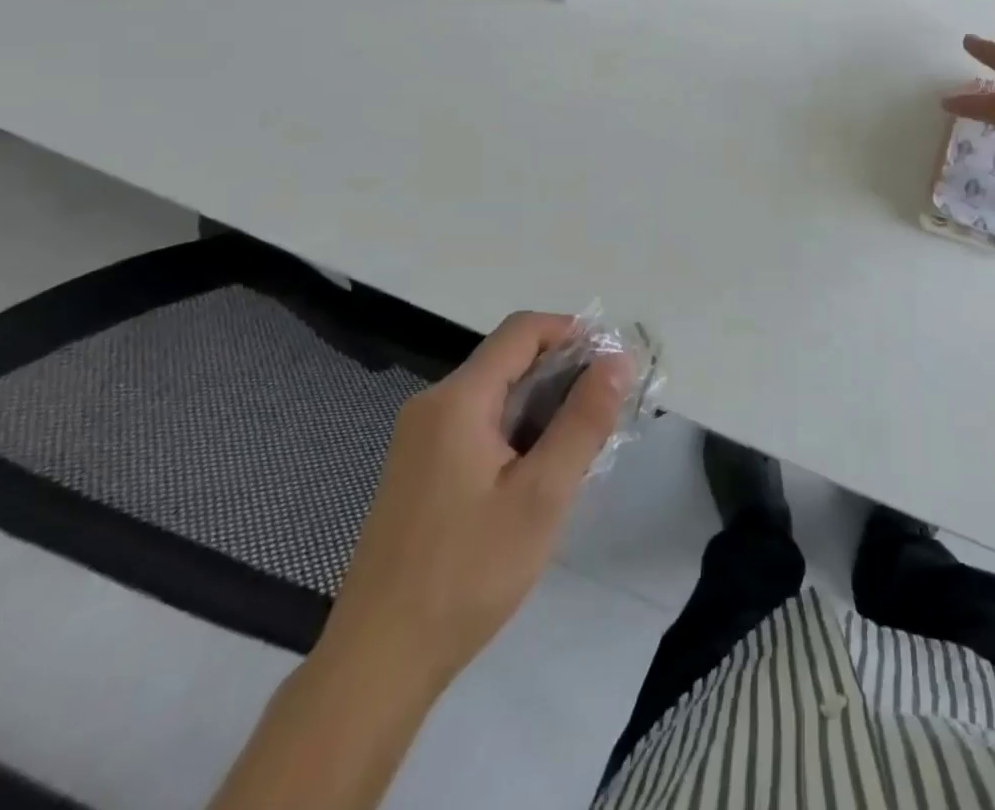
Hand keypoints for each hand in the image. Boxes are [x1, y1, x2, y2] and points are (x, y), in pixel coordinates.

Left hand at [314, 312, 629, 695]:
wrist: (377, 664)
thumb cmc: (467, 573)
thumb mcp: (541, 495)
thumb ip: (584, 420)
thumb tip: (617, 360)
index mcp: (457, 400)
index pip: (522, 330)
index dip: (573, 332)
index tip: (613, 365)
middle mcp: (432, 406)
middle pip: (509, 359)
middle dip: (564, 374)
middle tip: (607, 413)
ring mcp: (419, 439)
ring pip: (496, 394)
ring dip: (544, 406)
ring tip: (581, 447)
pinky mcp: (418, 470)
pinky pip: (478, 425)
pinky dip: (517, 430)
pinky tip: (539, 474)